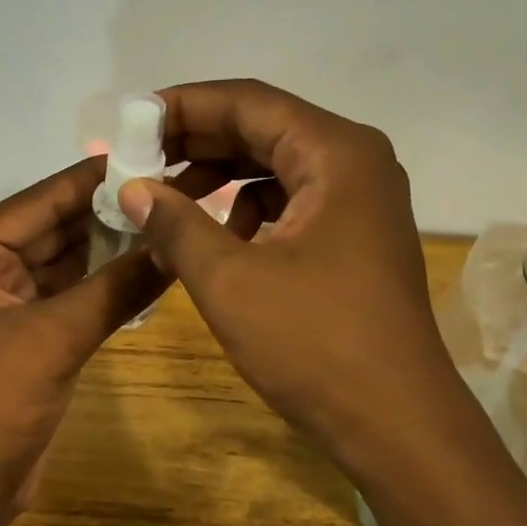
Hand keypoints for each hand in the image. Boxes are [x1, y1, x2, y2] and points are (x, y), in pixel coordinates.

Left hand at [0, 157, 163, 525]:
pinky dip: (107, 281)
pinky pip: (74, 290)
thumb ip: (117, 287)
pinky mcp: (30, 327)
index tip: (147, 153)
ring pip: (68, 258)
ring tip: (168, 218)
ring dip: (112, 245)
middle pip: (56, 226)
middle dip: (108, 212)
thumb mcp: (56, 336)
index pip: (40, 201)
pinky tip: (151, 265)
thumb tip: (176, 246)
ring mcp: (8, 297)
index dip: (93, 179)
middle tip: (169, 186)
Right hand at [116, 80, 461, 479]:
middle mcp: (355, 162)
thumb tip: (131, 188)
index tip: (130, 122)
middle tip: (137, 158)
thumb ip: (175, 223)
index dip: (184, 106)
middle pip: (263, 127)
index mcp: (335, 153)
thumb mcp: (229, 281)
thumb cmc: (314, 344)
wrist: (396, 423)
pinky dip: (247, 208)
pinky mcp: (354, 235)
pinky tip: (214, 237)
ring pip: (275, 165)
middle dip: (196, 141)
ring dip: (219, 175)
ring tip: (165, 198)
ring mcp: (359, 200)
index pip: (248, 102)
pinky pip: (290, 200)